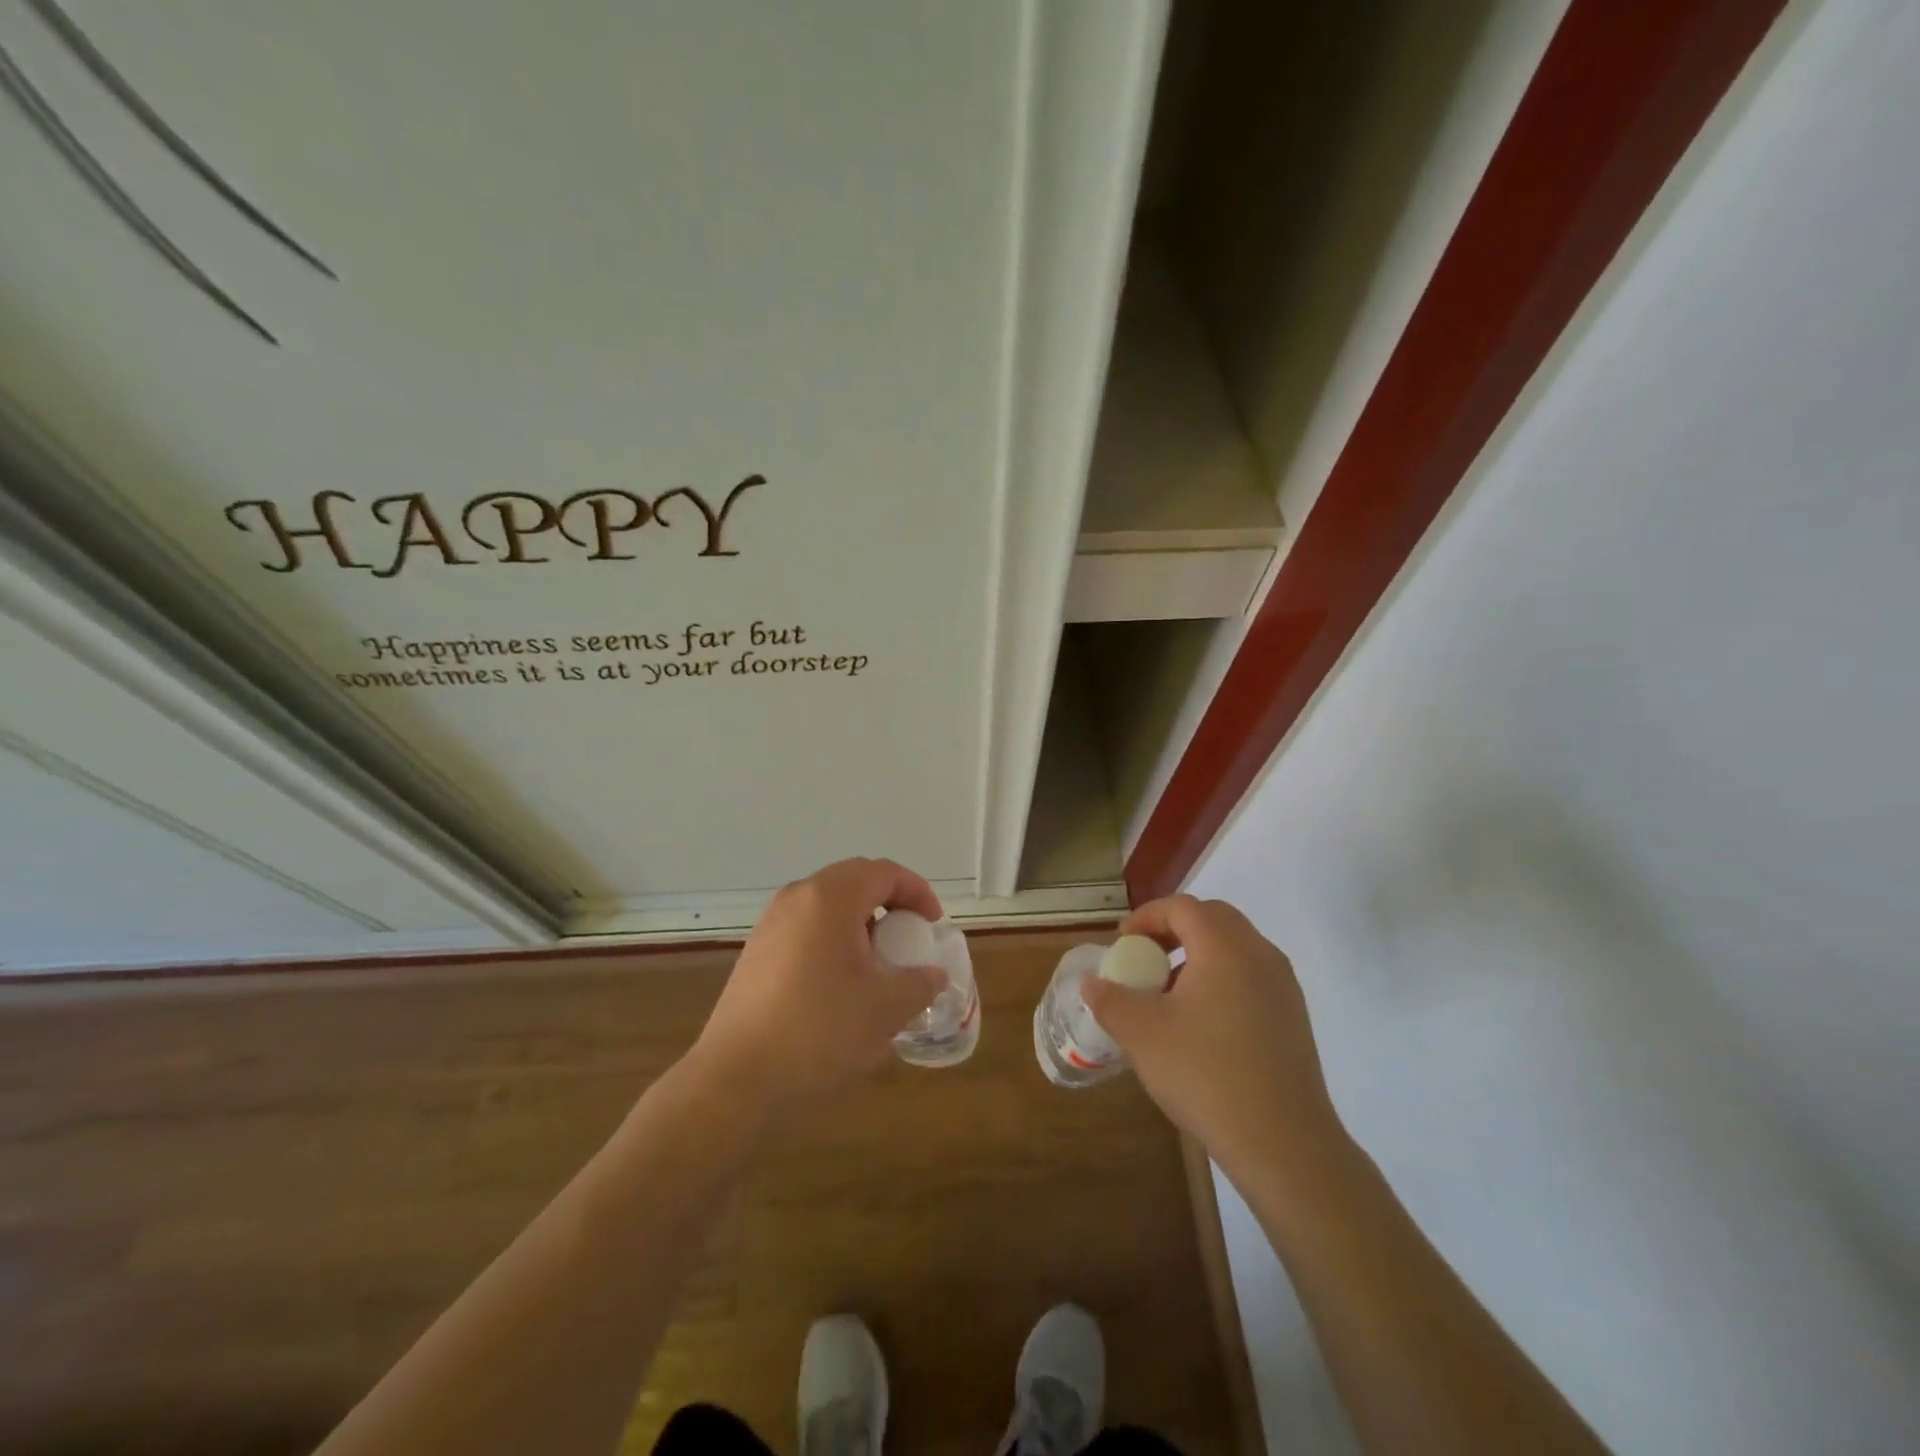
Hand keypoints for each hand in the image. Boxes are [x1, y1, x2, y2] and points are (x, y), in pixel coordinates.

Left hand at [685, 858, 947, 1118]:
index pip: (884, 872)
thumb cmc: (820, 1031)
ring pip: (828, 904)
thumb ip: (921, 982)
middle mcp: (798, 897)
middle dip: (890, 903)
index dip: (917, 892)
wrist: (737, 1079)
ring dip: (861, 922)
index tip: (933, 926)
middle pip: (854, 880)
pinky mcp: (757, 951)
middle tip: (909, 938)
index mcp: (831, 898)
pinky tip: (841, 983)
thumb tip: (932, 974)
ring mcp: (771, 922)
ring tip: (878, 964)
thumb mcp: (887, 1008)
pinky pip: (806, 927)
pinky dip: (834, 939)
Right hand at [1083, 895, 1348, 1185]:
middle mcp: (1260, 954)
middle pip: (1214, 918)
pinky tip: (1204, 1022)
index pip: (1183, 907)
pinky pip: (1252, 975)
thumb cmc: (1206, 1075)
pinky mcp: (1294, 1017)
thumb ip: (1110, 1000)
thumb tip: (1091, 983)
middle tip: (1146, 956)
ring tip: (1170, 992)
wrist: (1284, 1143)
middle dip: (1174, 928)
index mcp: (1225, 947)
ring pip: (1236, 947)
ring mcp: (1284, 986)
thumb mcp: (1142, 1034)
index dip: (1147, 916)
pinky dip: (1222, 978)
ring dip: (1199, 953)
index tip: (1123, 942)